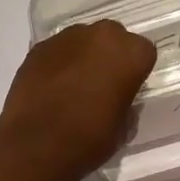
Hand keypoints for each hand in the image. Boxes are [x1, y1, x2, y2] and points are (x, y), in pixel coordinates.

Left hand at [0, 21, 157, 177]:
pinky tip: (51, 87)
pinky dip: (58, 62)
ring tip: (73, 85)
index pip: (143, 52)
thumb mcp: (123, 126)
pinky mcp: (40, 46)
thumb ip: (125, 100)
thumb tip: (116, 96)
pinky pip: (57, 50)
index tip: (127, 88)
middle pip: (113, 37)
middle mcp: (102, 35)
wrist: (36, 145)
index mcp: (130, 53)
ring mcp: (67, 37)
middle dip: (110, 55)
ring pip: (83, 40)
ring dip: (83, 55)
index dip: (135, 71)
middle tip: (102, 83)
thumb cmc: (89, 138)